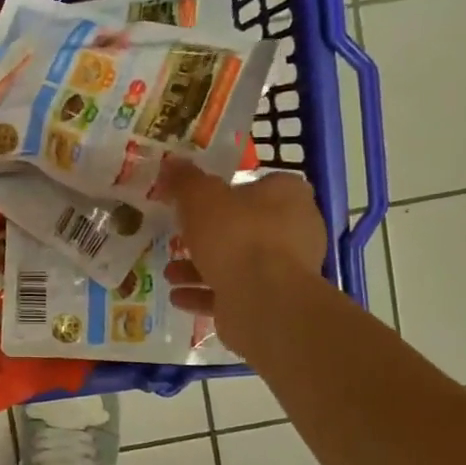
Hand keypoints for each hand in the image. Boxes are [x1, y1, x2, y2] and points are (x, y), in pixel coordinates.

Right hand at [161, 160, 327, 354]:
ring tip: (170, 273)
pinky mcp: (273, 302)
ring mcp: (286, 269)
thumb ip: (185, 180)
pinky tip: (178, 297)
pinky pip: (234, 293)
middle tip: (178, 237)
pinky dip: (205, 294)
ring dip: (200, 268)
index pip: (261, 184)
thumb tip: (171, 162)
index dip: (229, 190)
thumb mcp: (200, 197)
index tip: (199, 200)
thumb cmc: (236, 235)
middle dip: (207, 235)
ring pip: (237, 262)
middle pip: (245, 226)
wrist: (263, 301)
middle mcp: (295, 230)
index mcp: (288, 196)